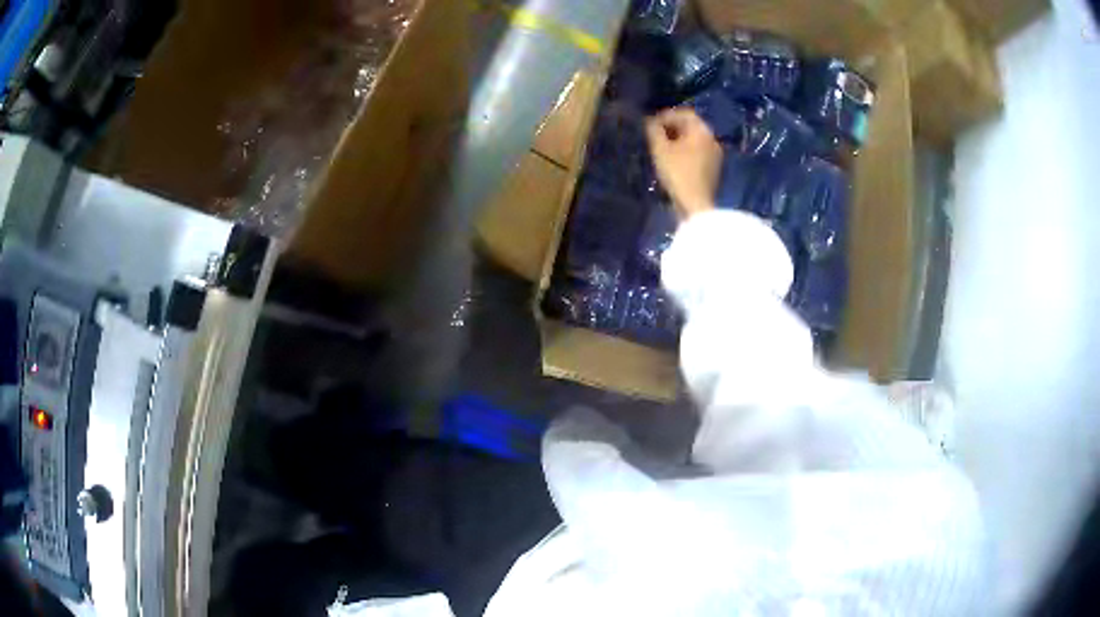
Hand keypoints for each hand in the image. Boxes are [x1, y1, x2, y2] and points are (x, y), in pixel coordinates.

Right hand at [645, 108, 722, 219]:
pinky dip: (685, 152)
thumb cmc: (677, 173)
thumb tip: (650, 121)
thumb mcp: (660, 149)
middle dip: (671, 128)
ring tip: (662, 149)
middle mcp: (712, 139)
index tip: (650, 125)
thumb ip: (653, 130)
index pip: (684, 114)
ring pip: (694, 140)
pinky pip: (698, 153)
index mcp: (702, 130)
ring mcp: (716, 155)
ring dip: (678, 140)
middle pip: (691, 126)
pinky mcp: (714, 169)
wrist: (696, 205)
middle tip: (654, 136)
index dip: (665, 116)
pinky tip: (673, 161)